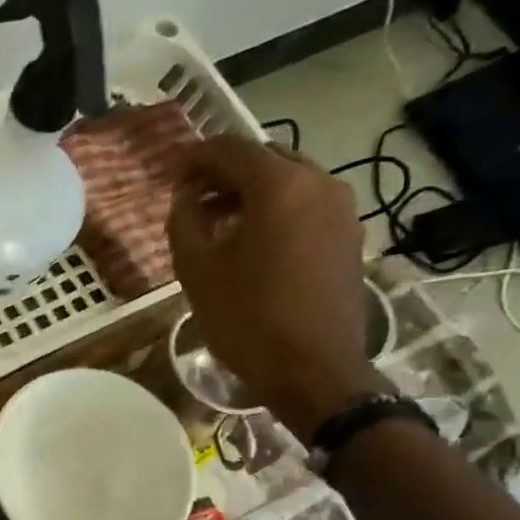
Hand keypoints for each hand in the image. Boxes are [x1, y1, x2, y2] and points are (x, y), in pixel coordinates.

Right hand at [167, 136, 381, 438]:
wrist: (313, 369)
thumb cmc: (247, 317)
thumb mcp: (196, 269)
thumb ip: (184, 221)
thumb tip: (187, 198)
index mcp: (279, 185)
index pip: (230, 149)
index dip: (195, 158)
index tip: (170, 174)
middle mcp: (318, 183)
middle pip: (265, 160)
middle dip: (225, 173)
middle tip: (193, 199)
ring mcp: (341, 210)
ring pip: (289, 182)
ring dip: (251, 193)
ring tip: (219, 223)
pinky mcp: (349, 236)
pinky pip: (306, 206)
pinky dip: (276, 211)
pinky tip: (253, 242)